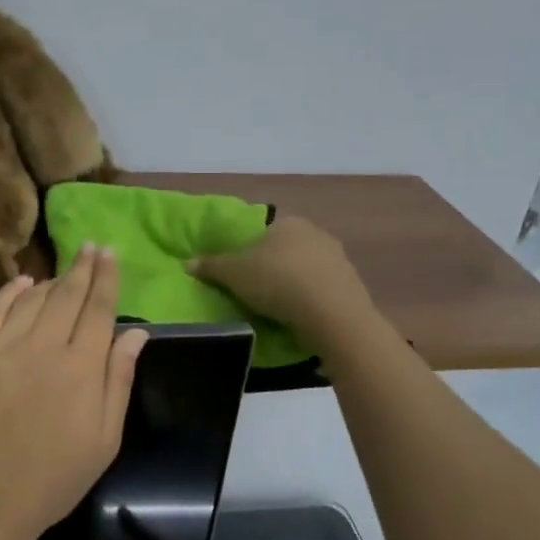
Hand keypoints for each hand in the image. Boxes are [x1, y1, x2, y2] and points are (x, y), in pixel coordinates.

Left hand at [0, 246, 148, 539]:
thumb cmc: (54, 477)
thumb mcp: (105, 438)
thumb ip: (120, 379)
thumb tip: (137, 332)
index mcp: (81, 366)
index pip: (98, 308)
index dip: (106, 277)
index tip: (109, 254)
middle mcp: (42, 346)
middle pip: (67, 294)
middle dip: (82, 267)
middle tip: (91, 247)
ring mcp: (1, 346)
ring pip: (31, 299)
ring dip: (51, 280)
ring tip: (64, 272)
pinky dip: (8, 292)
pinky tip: (21, 283)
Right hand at [186, 216, 374, 345]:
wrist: (332, 314)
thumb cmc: (277, 281)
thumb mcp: (233, 273)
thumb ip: (211, 266)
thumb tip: (187, 263)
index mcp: (288, 222)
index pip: (264, 232)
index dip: (249, 251)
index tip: (240, 274)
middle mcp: (316, 233)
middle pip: (285, 250)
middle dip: (272, 268)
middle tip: (255, 292)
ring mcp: (338, 259)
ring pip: (306, 270)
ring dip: (293, 286)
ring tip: (276, 309)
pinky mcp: (352, 286)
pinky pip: (322, 291)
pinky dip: (310, 301)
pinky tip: (299, 317)